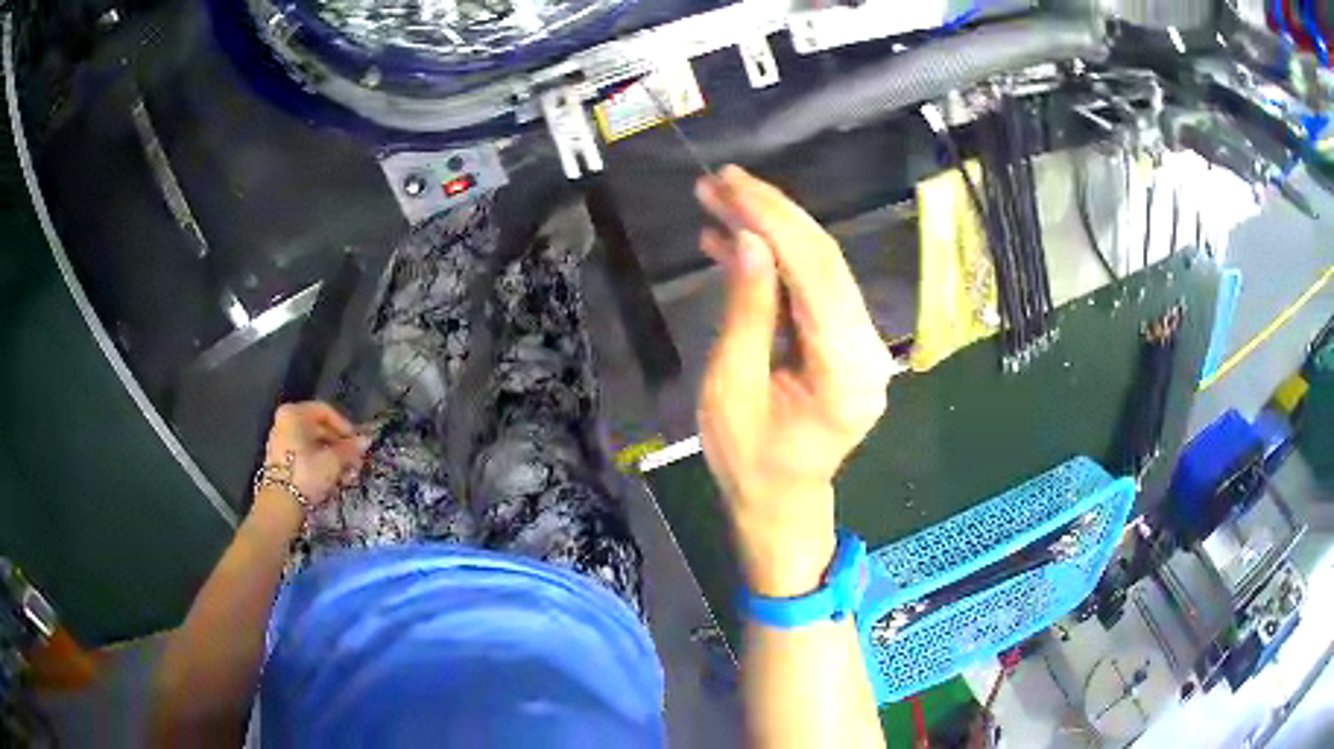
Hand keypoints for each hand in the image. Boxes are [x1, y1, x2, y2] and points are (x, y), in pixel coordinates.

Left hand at [261, 402, 369, 506]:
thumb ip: (350, 449)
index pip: (325, 411)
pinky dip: (319, 464)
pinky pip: (304, 455)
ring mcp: (281, 441)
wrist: (281, 503)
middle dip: (340, 445)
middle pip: (319, 428)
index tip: (357, 442)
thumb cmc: (307, 473)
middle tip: (355, 461)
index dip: (344, 426)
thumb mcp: (333, 461)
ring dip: (332, 457)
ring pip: (313, 444)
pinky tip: (333, 479)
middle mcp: (285, 422)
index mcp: (294, 413)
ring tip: (347, 475)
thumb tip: (366, 440)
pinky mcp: (280, 460)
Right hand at [695, 166, 896, 595]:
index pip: (816, 273)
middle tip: (720, 179)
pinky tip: (734, 242)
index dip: (772, 220)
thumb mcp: (732, 390)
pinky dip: (775, 261)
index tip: (729, 183)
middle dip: (771, 211)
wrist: (781, 500)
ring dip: (770, 228)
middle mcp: (867, 349)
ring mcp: (863, 343)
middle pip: (825, 260)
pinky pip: (813, 287)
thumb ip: (747, 313)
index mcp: (844, 371)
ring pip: (821, 266)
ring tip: (718, 199)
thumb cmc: (750, 462)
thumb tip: (747, 240)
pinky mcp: (847, 340)